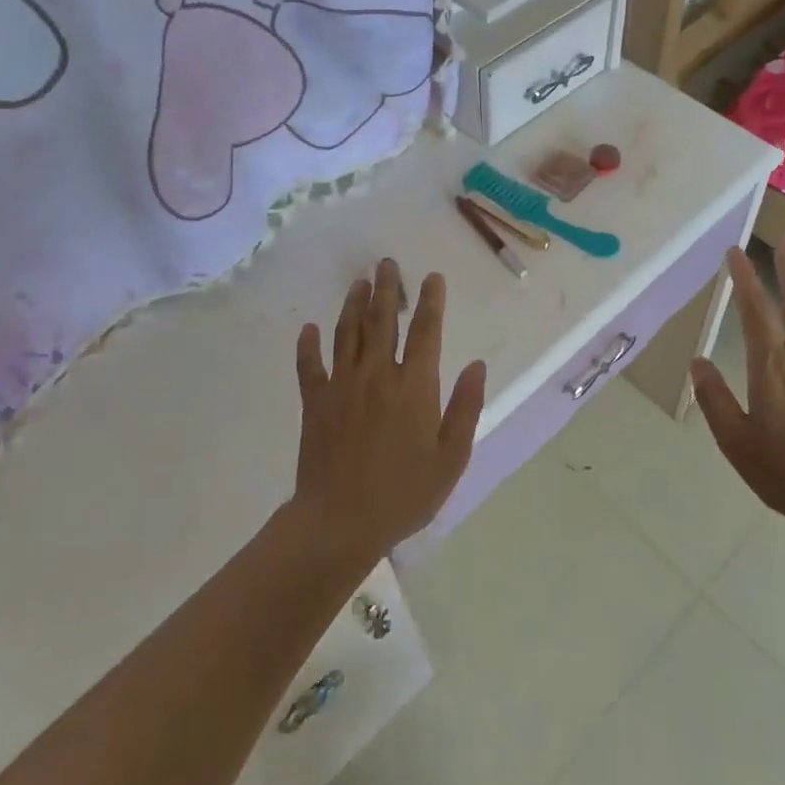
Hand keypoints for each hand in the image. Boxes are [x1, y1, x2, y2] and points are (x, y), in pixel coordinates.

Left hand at [292, 259, 487, 560]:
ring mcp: (342, 385)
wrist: (339, 522)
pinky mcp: (315, 402)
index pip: (426, 332)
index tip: (432, 277)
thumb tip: (476, 365)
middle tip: (387, 263)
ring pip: (348, 333)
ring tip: (359, 282)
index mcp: (415, 386)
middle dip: (388, 289)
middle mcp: (378, 374)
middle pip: (383, 321)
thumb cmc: (404, 493)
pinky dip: (308, 345)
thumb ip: (466, 407)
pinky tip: (308, 329)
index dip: (431, 301)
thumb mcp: (451, 457)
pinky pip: (309, 366)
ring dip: (354, 304)